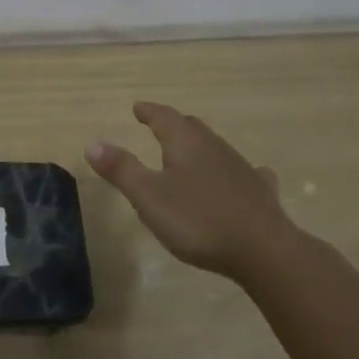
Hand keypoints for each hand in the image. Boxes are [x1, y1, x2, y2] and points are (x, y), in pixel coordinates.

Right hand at [86, 101, 293, 279]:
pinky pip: (245, 172)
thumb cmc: (199, 221)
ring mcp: (240, 168)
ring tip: (189, 150)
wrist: (265, 251)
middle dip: (173, 124)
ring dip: (199, 145)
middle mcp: (214, 147)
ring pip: (215, 147)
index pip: (164, 117)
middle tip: (160, 124)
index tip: (138, 107)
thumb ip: (121, 170)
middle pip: (191, 127)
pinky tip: (245, 175)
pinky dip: (234, 170)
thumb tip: (93, 143)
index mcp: (185, 143)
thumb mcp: (149, 197)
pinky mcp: (259, 192)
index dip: (149, 111)